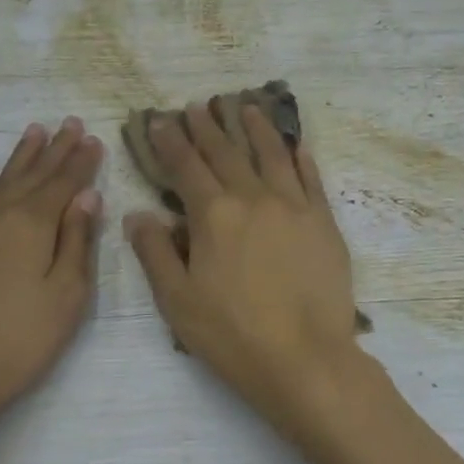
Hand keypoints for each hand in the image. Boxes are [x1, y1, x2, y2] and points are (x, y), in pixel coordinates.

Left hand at [0, 117, 103, 444]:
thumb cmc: (19, 342)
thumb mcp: (66, 296)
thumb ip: (76, 242)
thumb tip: (86, 196)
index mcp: (31, 226)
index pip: (63, 184)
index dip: (81, 162)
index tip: (94, 139)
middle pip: (30, 175)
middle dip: (54, 150)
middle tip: (69, 123)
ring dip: (18, 157)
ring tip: (34, 132)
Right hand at [123, 101, 364, 439]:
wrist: (305, 358)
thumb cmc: (233, 335)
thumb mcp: (178, 301)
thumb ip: (155, 253)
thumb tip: (138, 215)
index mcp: (214, 214)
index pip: (186, 166)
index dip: (170, 141)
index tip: (160, 120)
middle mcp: (255, 198)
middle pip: (227, 153)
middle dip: (208, 127)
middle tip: (198, 106)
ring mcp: (295, 207)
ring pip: (273, 155)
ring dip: (257, 129)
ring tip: (247, 106)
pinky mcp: (325, 223)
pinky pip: (312, 180)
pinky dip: (301, 159)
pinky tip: (296, 146)